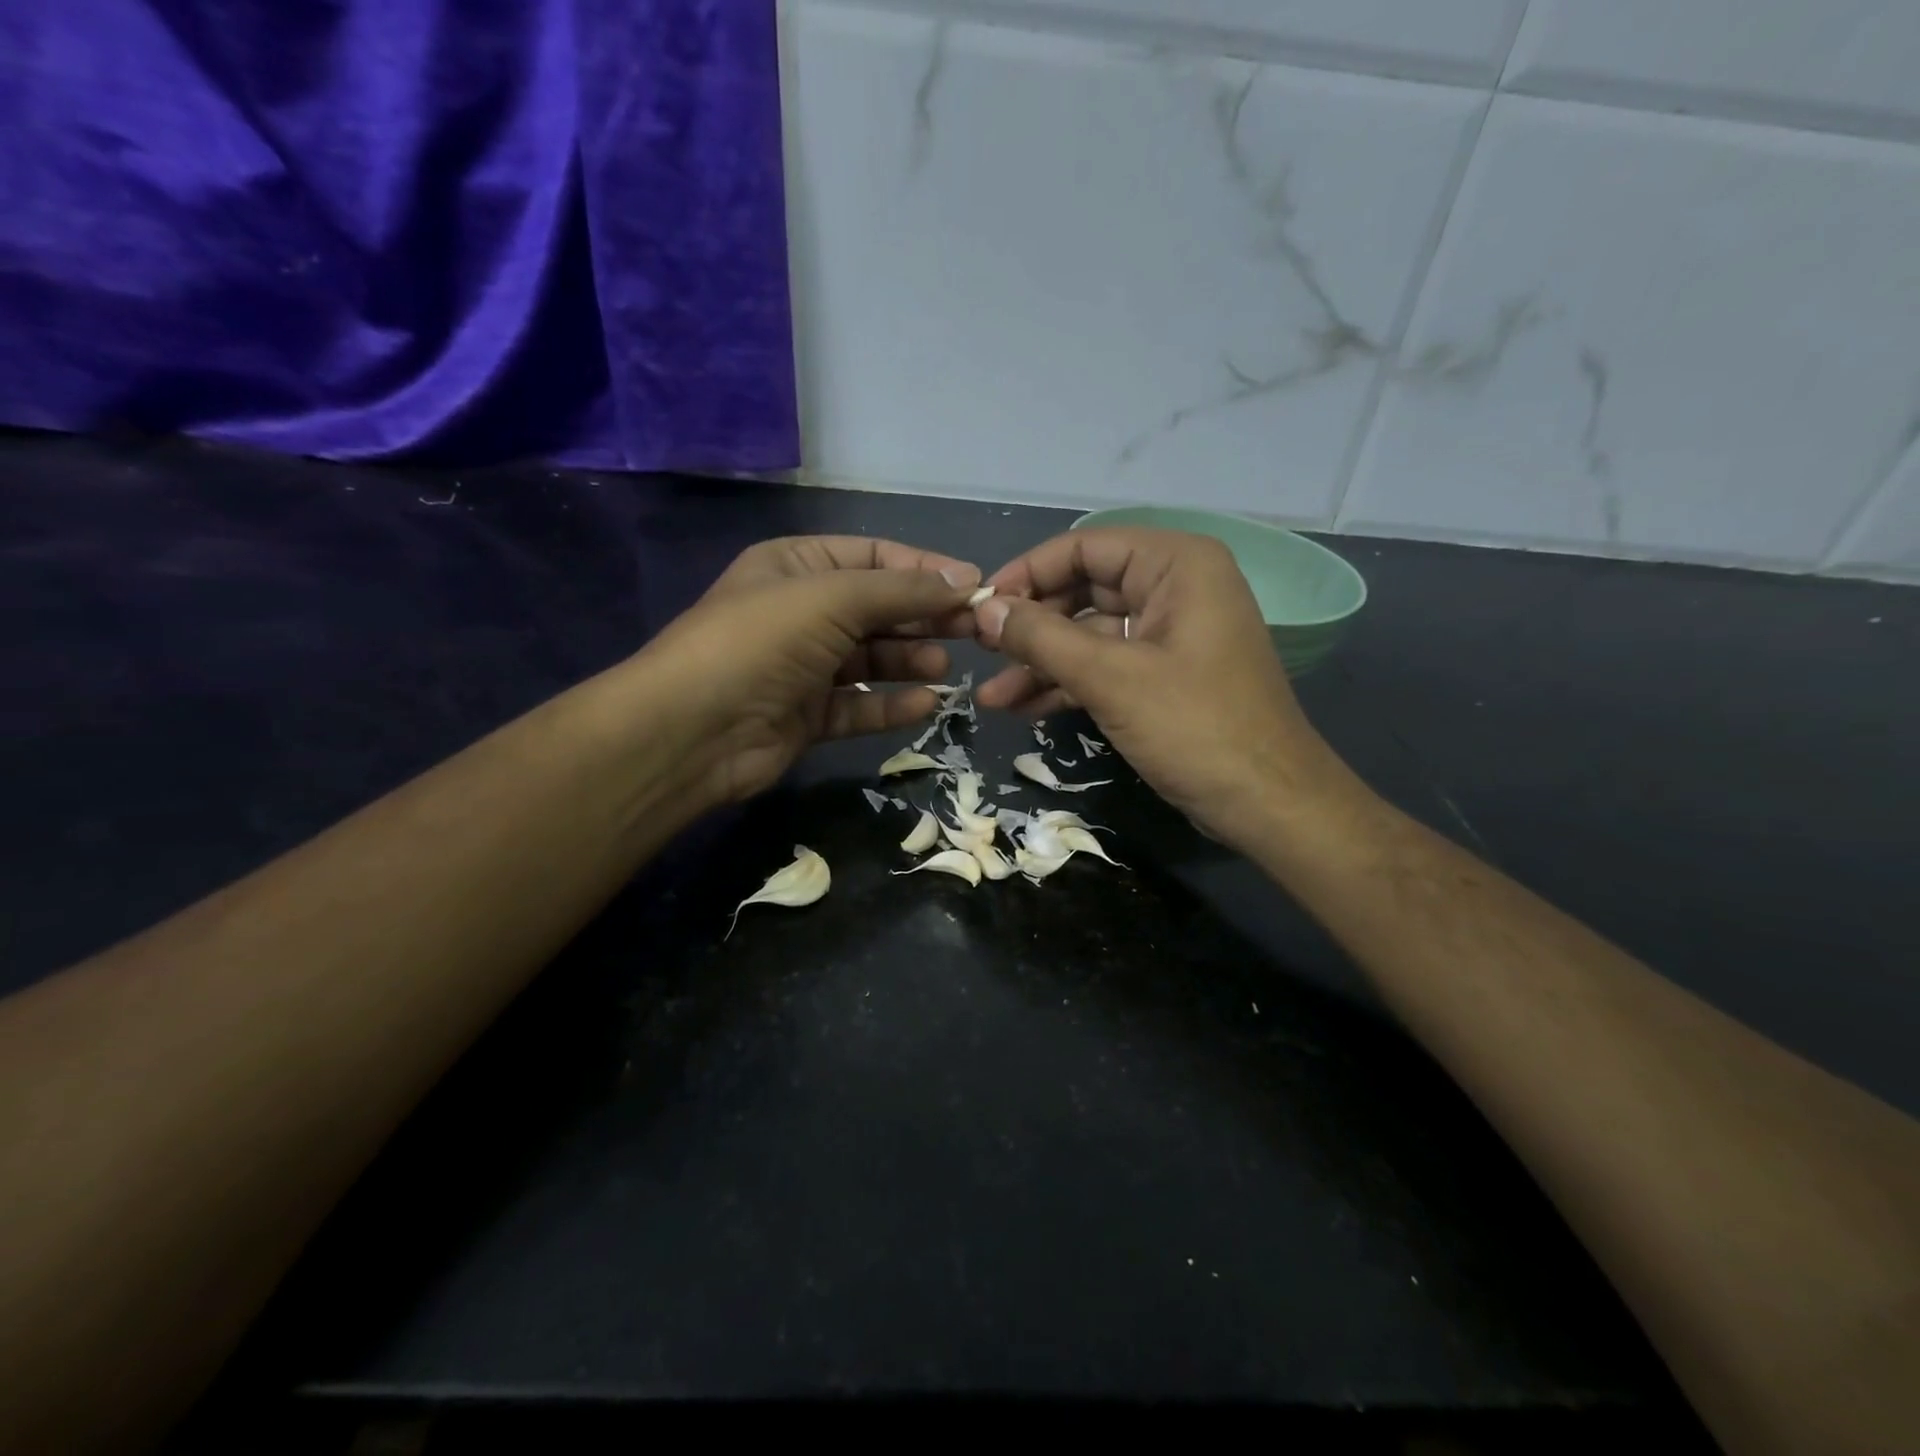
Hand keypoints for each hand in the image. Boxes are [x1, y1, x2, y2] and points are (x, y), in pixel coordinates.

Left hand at [642, 536, 977, 806]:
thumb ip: (901, 590)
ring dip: (909, 661)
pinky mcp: (807, 716)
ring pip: (871, 660)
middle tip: (975, 631)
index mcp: (797, 565)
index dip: (926, 569)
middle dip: (924, 618)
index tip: (975, 587)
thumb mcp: (832, 598)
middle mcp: (801, 612)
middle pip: (878, 609)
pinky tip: (926, 705)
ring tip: (943, 668)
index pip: (875, 558)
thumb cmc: (760, 642)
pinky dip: (891, 706)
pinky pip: (859, 706)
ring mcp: (803, 667)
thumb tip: (965, 579)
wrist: (692, 730)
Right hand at [973, 527, 1360, 850]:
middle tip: (980, 653)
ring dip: (1041, 663)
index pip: (1084, 547)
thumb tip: (983, 609)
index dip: (1027, 574)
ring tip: (991, 697)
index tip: (979, 609)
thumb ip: (1042, 638)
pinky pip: (1106, 666)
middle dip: (1030, 627)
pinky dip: (1067, 684)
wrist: (1269, 805)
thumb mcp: (1111, 678)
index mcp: (1176, 565)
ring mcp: (1171, 634)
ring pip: (1089, 635)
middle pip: (1083, 590)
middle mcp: (1175, 588)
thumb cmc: (1195, 728)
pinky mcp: (1165, 676)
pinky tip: (1024, 708)